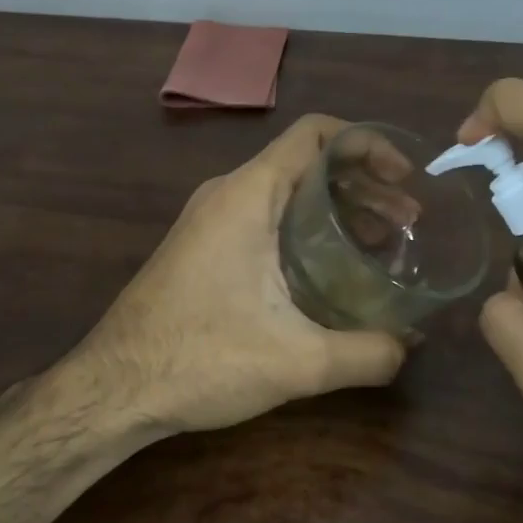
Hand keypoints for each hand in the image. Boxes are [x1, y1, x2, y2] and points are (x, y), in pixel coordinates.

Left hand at [0, 115, 406, 522]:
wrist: (113, 388)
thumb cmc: (200, 360)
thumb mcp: (296, 361)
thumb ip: (366, 353)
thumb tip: (410, 348)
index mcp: (247, 195)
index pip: (315, 134)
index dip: (367, 144)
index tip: (405, 177)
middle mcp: (227, 194)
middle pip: (306, 162)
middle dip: (362, 184)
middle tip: (407, 222)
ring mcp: (210, 219)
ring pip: (285, 192)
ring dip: (336, 209)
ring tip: (382, 244)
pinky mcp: (203, 246)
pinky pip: (265, 217)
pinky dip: (307, 228)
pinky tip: (331, 270)